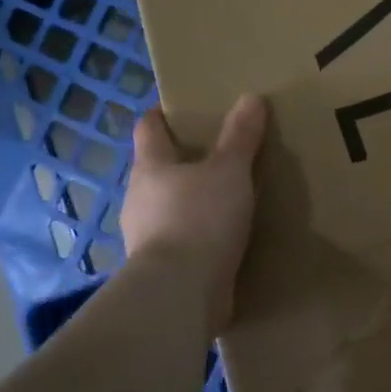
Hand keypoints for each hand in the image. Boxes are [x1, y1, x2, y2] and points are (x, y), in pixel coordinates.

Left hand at [121, 94, 268, 329]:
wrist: (180, 294)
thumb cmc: (200, 219)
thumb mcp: (229, 171)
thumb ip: (240, 136)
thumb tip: (251, 97)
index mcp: (151, 166)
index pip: (147, 128)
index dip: (161, 115)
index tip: (178, 110)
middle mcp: (140, 197)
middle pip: (156, 169)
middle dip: (181, 160)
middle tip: (215, 154)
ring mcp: (145, 235)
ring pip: (166, 206)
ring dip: (188, 200)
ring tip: (223, 198)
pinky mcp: (160, 267)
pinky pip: (178, 240)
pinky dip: (195, 234)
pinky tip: (220, 238)